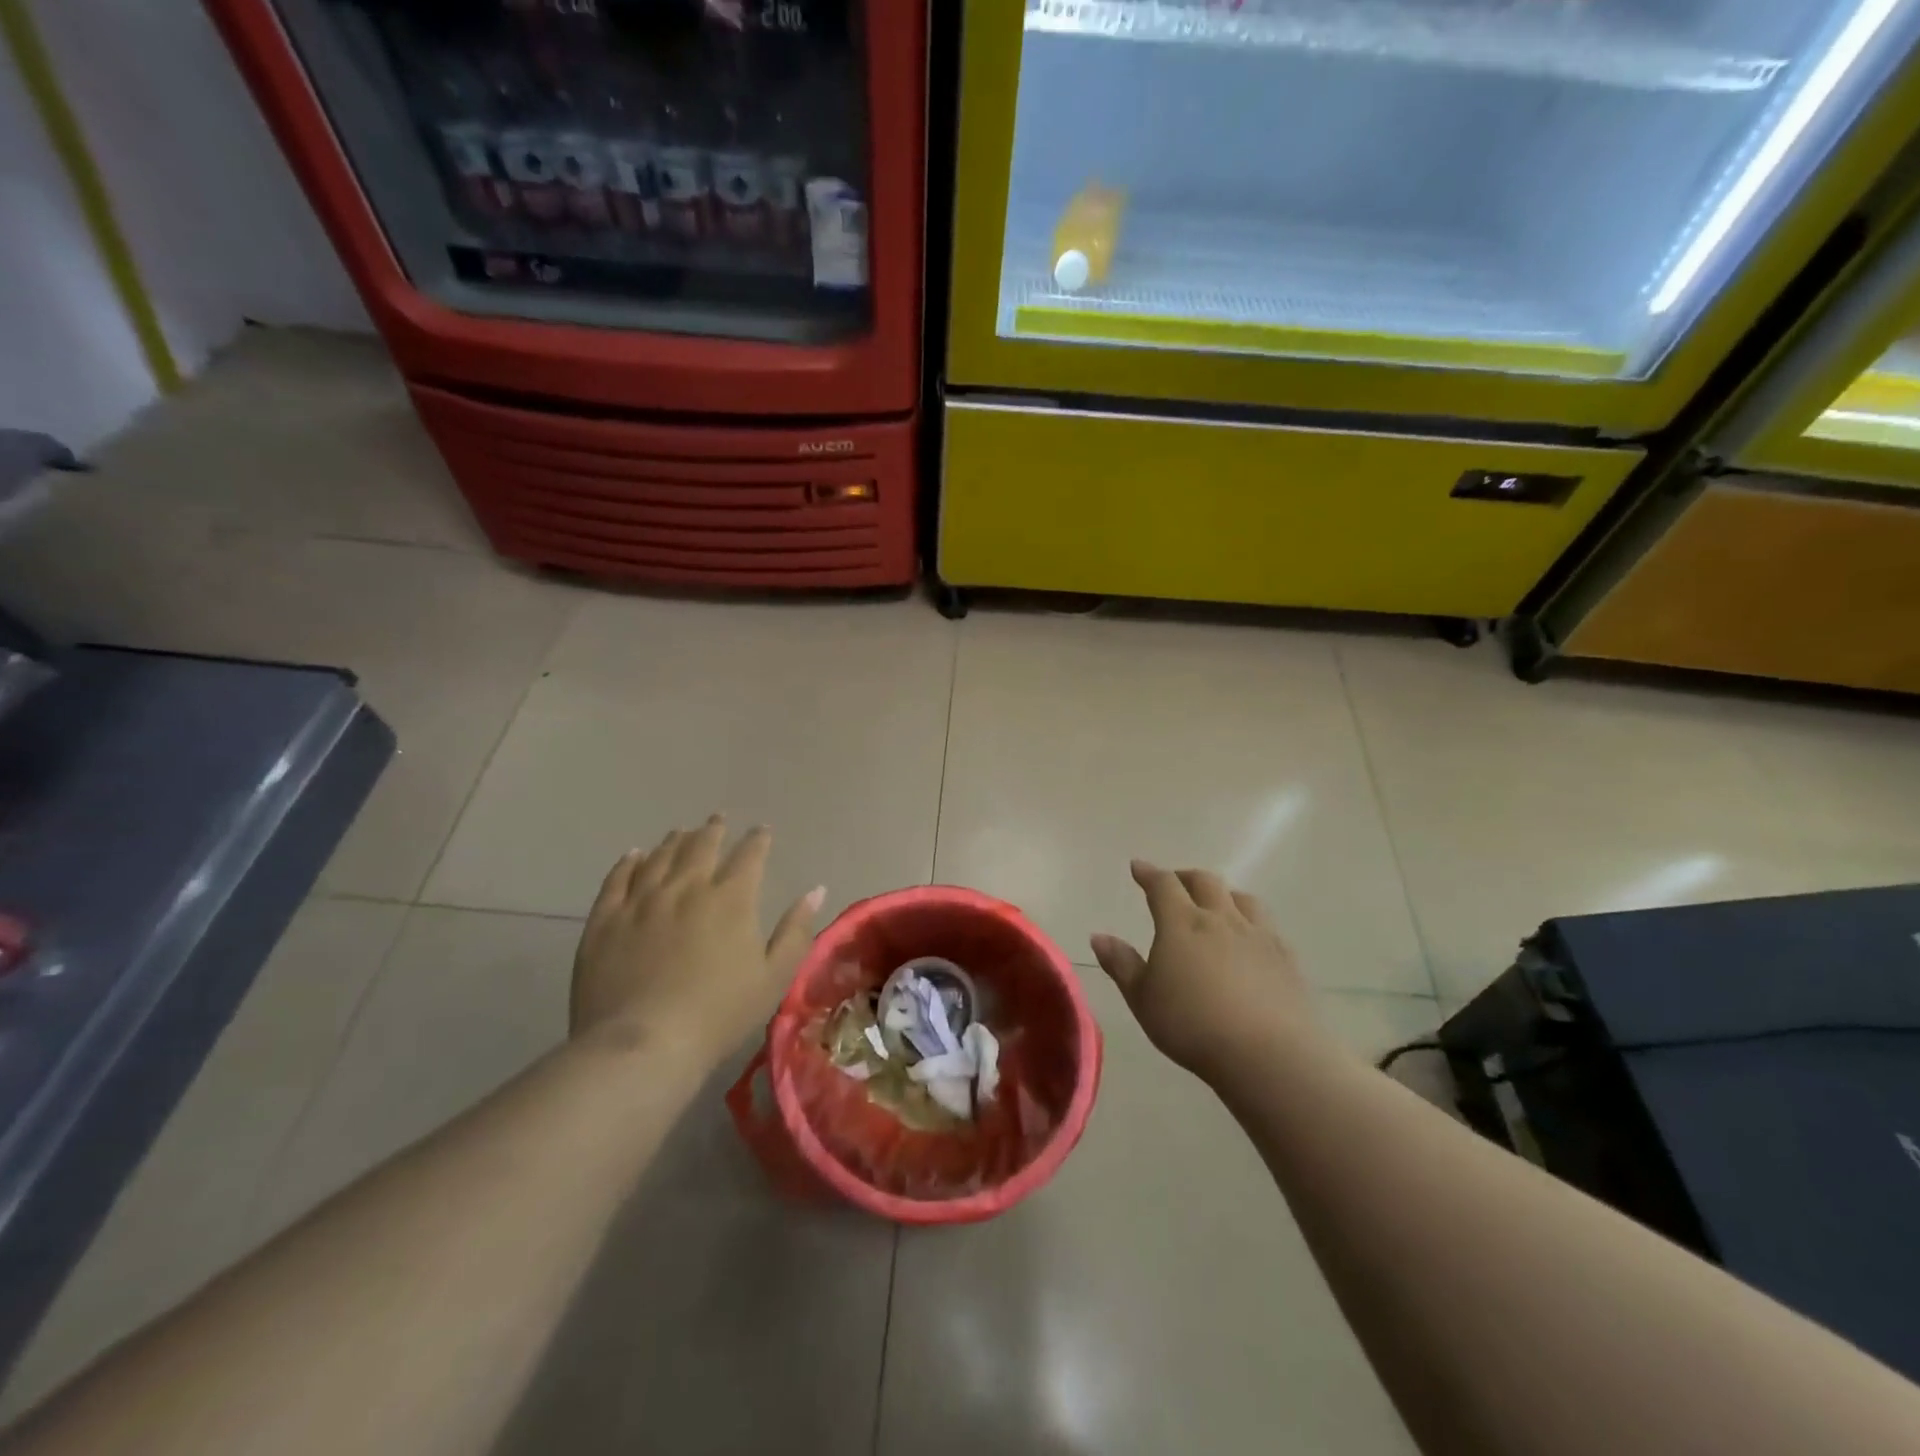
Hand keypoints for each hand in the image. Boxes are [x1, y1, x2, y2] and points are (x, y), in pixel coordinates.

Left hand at [571, 816, 823, 1066]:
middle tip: (718, 819)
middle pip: (702, 846)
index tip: (762, 831)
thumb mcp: (774, 977)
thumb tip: (816, 890)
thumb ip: (796, 931)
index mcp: (731, 899)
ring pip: (661, 857)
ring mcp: (642, 900)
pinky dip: (629, 862)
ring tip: (681, 832)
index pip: (749, 855)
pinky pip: (618, 879)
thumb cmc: (719, 1014)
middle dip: (714, 830)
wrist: (642, 1044)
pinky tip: (634, 855)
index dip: (758, 840)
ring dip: (675, 841)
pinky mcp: (606, 919)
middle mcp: (687, 887)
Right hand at [1090, 860, 1314, 1081]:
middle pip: (1205, 882)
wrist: (1268, 1054)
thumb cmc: (1193, 1025)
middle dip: (1185, 877)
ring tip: (1216, 905)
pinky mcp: (1286, 958)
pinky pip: (1267, 925)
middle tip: (1175, 882)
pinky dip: (1251, 921)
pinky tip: (1250, 939)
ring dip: (1223, 894)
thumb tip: (1099, 936)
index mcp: (1182, 923)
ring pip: (1241, 898)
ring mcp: (1258, 935)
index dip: (1149, 873)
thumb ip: (1122, 965)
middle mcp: (1221, 919)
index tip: (1138, 867)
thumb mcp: (1144, 999)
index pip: (1163, 885)